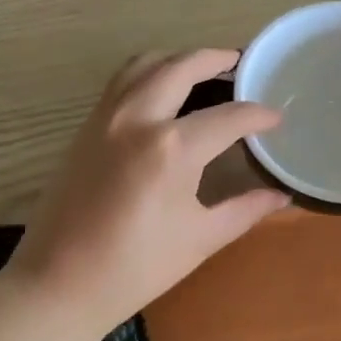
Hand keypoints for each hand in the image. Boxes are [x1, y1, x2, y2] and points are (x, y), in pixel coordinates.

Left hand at [8, 50, 290, 333]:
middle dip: (216, 59)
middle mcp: (138, 118)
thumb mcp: (200, 238)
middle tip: (239, 63)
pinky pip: (120, 82)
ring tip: (200, 68)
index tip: (277, 118)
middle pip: (182, 67)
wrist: (59, 282)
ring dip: (176, 58)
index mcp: (172, 147)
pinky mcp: (86, 126)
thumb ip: (244, 209)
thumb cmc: (137, 267)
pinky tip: (160, 91)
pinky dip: (147, 73)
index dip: (258, 115)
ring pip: (144, 64)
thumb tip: (280, 195)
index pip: (229, 117)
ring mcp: (106, 117)